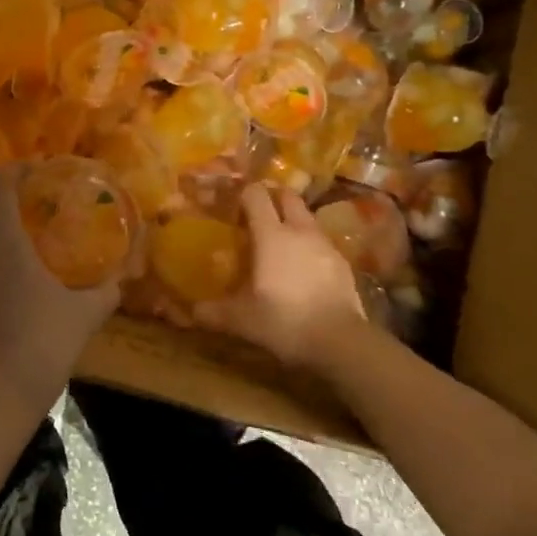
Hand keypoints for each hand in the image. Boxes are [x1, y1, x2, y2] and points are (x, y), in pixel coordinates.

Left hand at [0, 164, 122, 429]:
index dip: (15, 170)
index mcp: (0, 241)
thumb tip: (119, 281)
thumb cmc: (41, 346)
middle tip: (39, 228)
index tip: (36, 172)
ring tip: (24, 280)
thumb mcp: (83, 317)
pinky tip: (2, 317)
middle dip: (11, 218)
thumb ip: (104, 292)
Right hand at [199, 183, 379, 372]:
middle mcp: (299, 231)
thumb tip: (193, 312)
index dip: (244, 193)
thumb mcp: (242, 320)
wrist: (342, 342)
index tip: (234, 201)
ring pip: (307, 218)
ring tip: (281, 241)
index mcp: (271, 235)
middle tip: (258, 212)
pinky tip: (304, 268)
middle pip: (287, 196)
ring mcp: (325, 245)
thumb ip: (214, 312)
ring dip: (294, 221)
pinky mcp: (344, 264)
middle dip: (273, 197)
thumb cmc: (284, 321)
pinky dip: (310, 246)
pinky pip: (322, 243)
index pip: (256, 195)